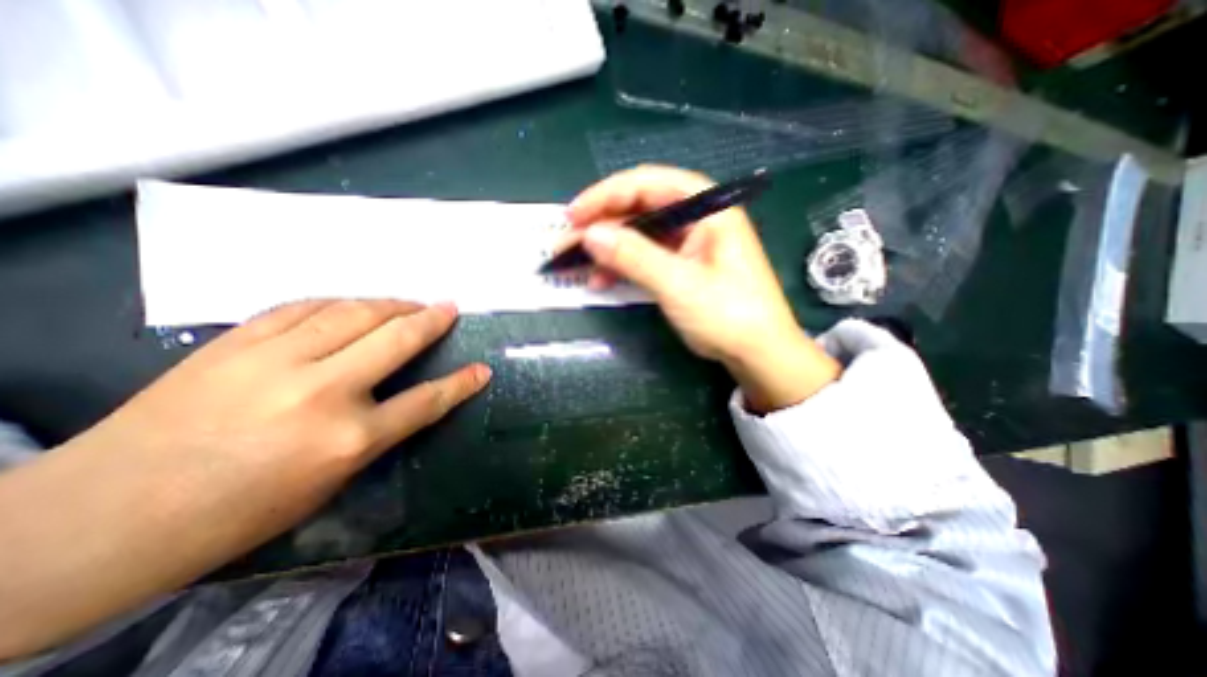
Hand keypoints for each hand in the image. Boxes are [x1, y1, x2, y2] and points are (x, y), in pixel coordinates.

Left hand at [80, 299, 489, 541]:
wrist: (103, 517)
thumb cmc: (238, 512)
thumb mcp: (330, 482)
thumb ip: (375, 433)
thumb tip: (405, 398)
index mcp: (347, 440)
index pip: (425, 401)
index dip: (460, 383)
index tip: (482, 369)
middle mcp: (321, 392)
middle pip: (396, 340)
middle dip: (431, 320)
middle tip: (449, 307)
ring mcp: (275, 361)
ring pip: (353, 313)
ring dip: (390, 304)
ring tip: (409, 302)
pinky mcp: (235, 343)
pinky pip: (303, 307)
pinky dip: (338, 302)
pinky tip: (352, 304)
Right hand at [566, 166, 839, 412]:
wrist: (758, 353)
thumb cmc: (728, 314)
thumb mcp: (679, 284)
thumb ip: (634, 256)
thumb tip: (589, 234)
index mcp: (707, 208)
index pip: (648, 184)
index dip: (606, 195)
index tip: (574, 215)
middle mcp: (697, 218)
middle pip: (640, 208)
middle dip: (601, 225)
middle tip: (567, 242)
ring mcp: (689, 243)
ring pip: (639, 235)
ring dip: (608, 248)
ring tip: (576, 265)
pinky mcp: (682, 266)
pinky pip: (645, 257)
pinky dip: (622, 266)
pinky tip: (602, 279)